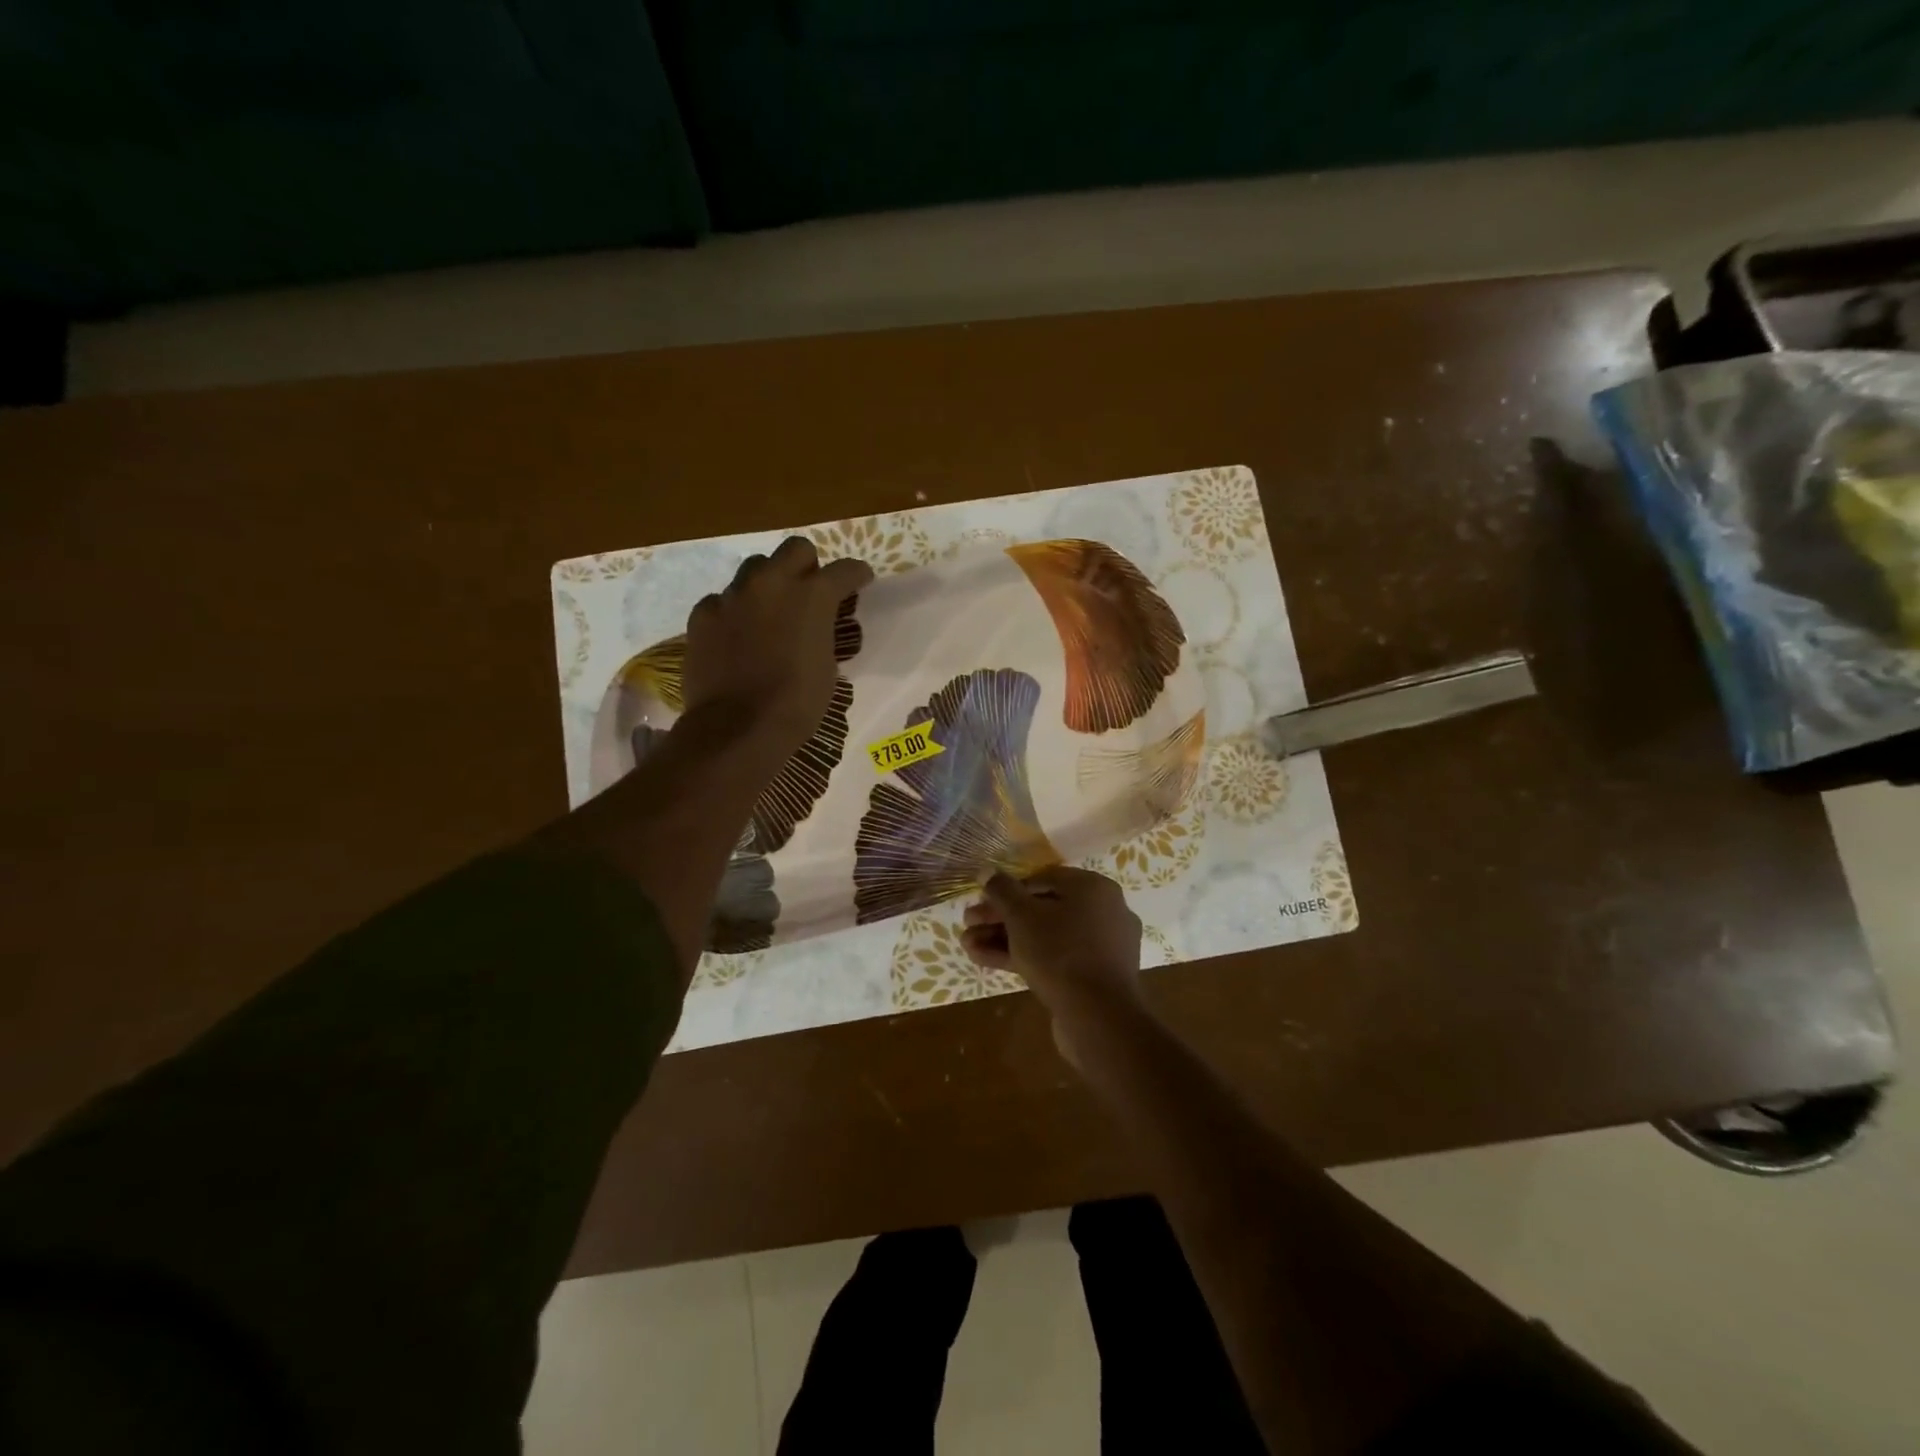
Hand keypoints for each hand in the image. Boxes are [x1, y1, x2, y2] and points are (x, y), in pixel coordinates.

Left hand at [682, 537, 873, 752]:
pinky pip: (722, 600)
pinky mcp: (703, 614)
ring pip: (754, 569)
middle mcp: (771, 583)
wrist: (737, 728)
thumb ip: (822, 632)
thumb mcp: (826, 665)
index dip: (856, 575)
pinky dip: (734, 612)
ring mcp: (732, 596)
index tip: (861, 582)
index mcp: (812, 596)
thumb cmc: (796, 703)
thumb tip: (816, 627)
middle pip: (795, 549)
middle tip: (809, 591)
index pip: (844, 570)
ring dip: (768, 583)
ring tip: (769, 612)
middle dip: (808, 565)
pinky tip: (736, 635)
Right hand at [963, 867, 1146, 1065]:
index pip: (1042, 879)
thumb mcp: (1022, 916)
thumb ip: (1002, 890)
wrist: (1098, 1018)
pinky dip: (1023, 958)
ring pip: (1045, 936)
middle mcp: (1103, 912)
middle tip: (968, 924)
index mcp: (1093, 888)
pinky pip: (1055, 959)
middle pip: (1042, 909)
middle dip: (1000, 918)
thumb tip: (987, 870)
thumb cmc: (1060, 952)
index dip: (1006, 889)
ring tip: (968, 945)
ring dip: (1005, 939)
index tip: (980, 901)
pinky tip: (985, 960)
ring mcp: (1100, 948)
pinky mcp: (1092, 977)